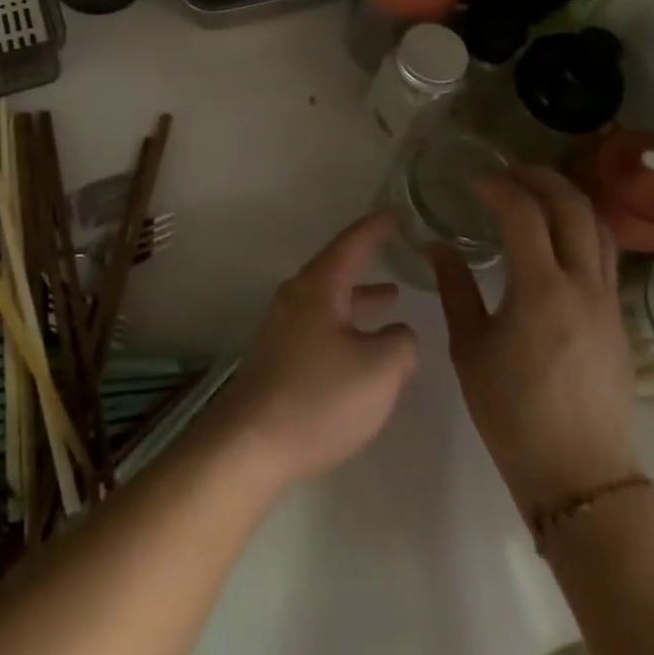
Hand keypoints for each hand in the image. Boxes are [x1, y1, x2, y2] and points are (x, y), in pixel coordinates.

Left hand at [217, 212, 420, 490]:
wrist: (253, 441)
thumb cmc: (320, 397)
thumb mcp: (379, 370)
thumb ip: (401, 344)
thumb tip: (400, 333)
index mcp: (319, 286)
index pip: (351, 243)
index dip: (375, 228)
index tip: (395, 213)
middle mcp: (297, 296)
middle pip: (336, 268)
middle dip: (367, 261)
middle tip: (394, 250)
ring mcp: (284, 325)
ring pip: (329, 299)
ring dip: (359, 297)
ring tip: (390, 298)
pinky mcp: (279, 355)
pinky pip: (320, 324)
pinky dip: (346, 323)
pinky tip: (361, 347)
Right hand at [430, 166, 638, 516]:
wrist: (580, 479)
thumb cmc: (512, 414)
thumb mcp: (469, 349)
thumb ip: (455, 288)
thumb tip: (436, 245)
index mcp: (541, 292)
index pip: (524, 214)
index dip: (497, 187)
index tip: (473, 181)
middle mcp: (583, 287)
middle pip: (573, 208)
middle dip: (540, 178)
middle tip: (508, 172)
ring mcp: (608, 302)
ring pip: (599, 227)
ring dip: (567, 198)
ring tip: (535, 191)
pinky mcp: (618, 319)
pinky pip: (604, 254)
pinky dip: (580, 228)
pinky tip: (554, 235)